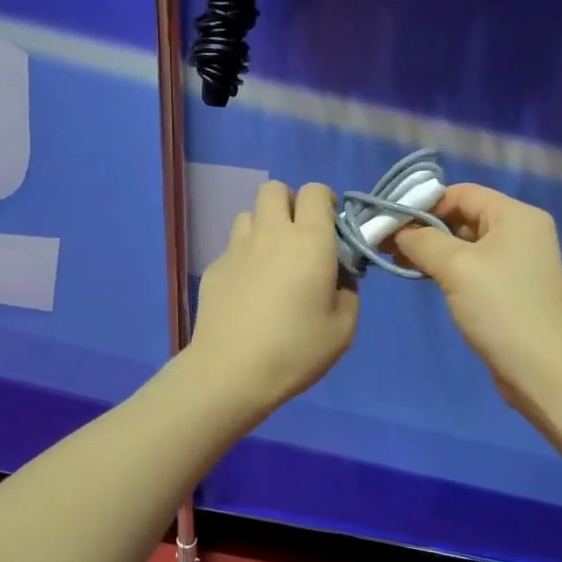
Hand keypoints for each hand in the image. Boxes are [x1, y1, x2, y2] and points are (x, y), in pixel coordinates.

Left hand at [185, 180, 357, 414]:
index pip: (314, 191)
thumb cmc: (295, 350)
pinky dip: (244, 256)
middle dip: (289, 204)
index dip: (324, 202)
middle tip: (299, 239)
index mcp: (309, 241)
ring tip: (271, 261)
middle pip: (275, 189)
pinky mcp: (214, 267)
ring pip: (249, 214)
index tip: (330, 229)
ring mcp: (236, 248)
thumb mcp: (343, 328)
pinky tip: (248, 289)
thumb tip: (336, 279)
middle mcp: (271, 233)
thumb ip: (347, 293)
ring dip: (264, 227)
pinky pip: (233, 246)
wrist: (231, 372)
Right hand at [391, 184, 561, 415]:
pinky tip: (424, 277)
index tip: (391, 223)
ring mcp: (519, 261)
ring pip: (466, 243)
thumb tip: (398, 231)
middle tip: (388, 244)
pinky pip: (474, 266)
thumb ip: (422, 240)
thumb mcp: (456, 267)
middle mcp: (521, 231)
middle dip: (424, 228)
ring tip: (398, 261)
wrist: (542, 370)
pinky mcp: (512, 288)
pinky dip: (448, 268)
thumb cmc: (500, 308)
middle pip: (464, 215)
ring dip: (433, 249)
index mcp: (516, 215)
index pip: (462, 192)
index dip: (424, 204)